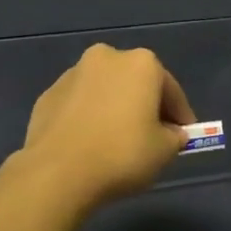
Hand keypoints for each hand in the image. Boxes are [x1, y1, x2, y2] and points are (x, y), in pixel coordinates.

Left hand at [14, 44, 196, 214]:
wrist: (57, 172)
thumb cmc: (122, 154)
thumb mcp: (164, 151)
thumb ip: (174, 137)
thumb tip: (170, 133)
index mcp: (141, 63)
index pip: (170, 90)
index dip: (180, 115)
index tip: (183, 136)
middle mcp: (106, 58)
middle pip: (135, 83)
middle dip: (145, 105)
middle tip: (152, 135)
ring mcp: (72, 74)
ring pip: (105, 91)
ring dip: (114, 109)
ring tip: (117, 141)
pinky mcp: (47, 95)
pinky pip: (79, 105)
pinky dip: (88, 118)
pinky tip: (90, 144)